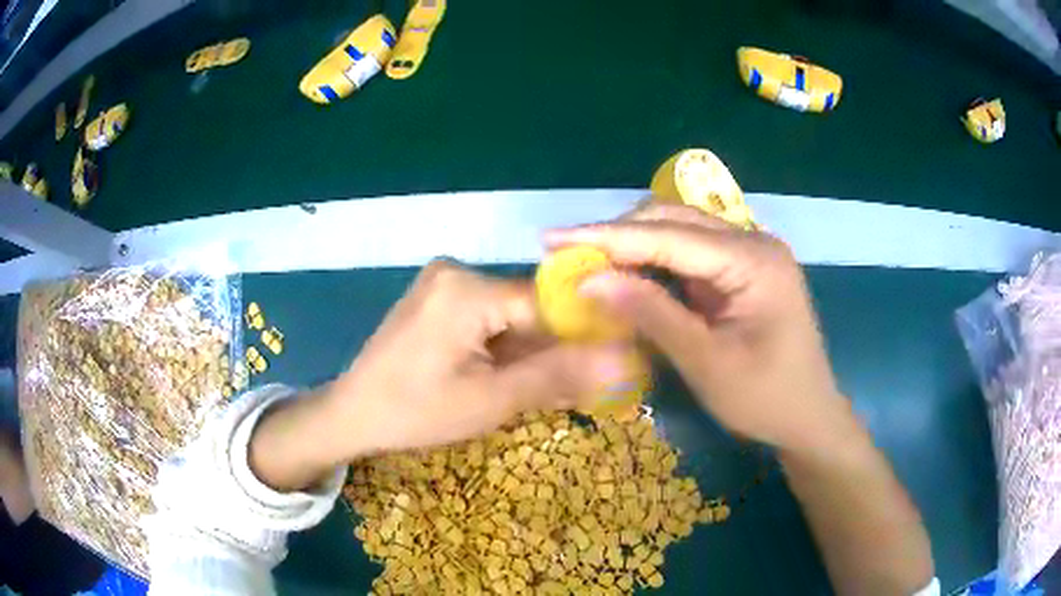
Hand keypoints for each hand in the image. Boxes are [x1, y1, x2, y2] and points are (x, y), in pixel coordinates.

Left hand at [251, 261, 634, 490]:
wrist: (352, 414)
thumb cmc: (415, 412)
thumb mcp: (490, 401)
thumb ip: (557, 376)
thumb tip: (624, 361)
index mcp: (466, 289)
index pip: (547, 302)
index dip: (584, 333)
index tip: (615, 363)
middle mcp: (457, 272)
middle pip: (529, 307)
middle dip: (554, 348)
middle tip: (581, 388)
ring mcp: (444, 283)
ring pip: (511, 314)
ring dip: (531, 351)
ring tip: (548, 390)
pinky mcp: (438, 299)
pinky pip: (489, 317)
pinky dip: (506, 347)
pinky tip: (512, 377)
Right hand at [545, 204, 855, 453]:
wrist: (809, 418)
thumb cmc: (766, 399)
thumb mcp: (707, 363)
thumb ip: (652, 315)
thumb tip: (590, 281)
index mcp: (753, 259)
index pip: (669, 235)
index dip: (607, 237)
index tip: (552, 239)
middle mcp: (752, 242)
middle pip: (673, 221)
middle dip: (617, 235)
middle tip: (564, 254)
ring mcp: (748, 254)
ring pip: (678, 232)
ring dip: (632, 246)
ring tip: (586, 262)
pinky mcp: (741, 271)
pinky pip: (689, 255)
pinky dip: (653, 263)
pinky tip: (625, 275)